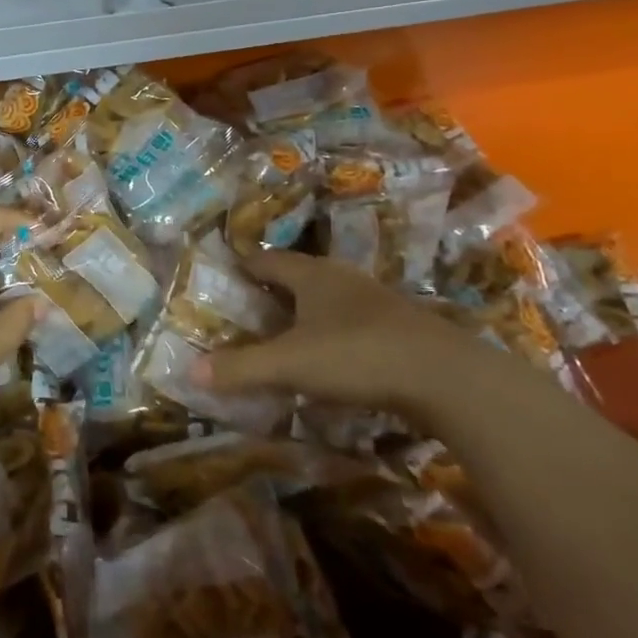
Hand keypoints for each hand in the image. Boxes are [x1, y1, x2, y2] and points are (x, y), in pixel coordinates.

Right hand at [195, 249, 478, 412]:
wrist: (447, 377)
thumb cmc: (357, 356)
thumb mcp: (290, 365)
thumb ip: (241, 368)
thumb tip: (190, 370)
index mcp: (311, 275)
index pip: (267, 260)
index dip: (244, 266)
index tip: (225, 276)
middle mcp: (342, 278)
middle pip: (299, 275)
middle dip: (274, 288)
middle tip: (250, 309)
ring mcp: (376, 301)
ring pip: (330, 297)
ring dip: (308, 311)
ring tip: (287, 333)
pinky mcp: (401, 327)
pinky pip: (355, 320)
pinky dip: (336, 332)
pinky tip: (335, 356)